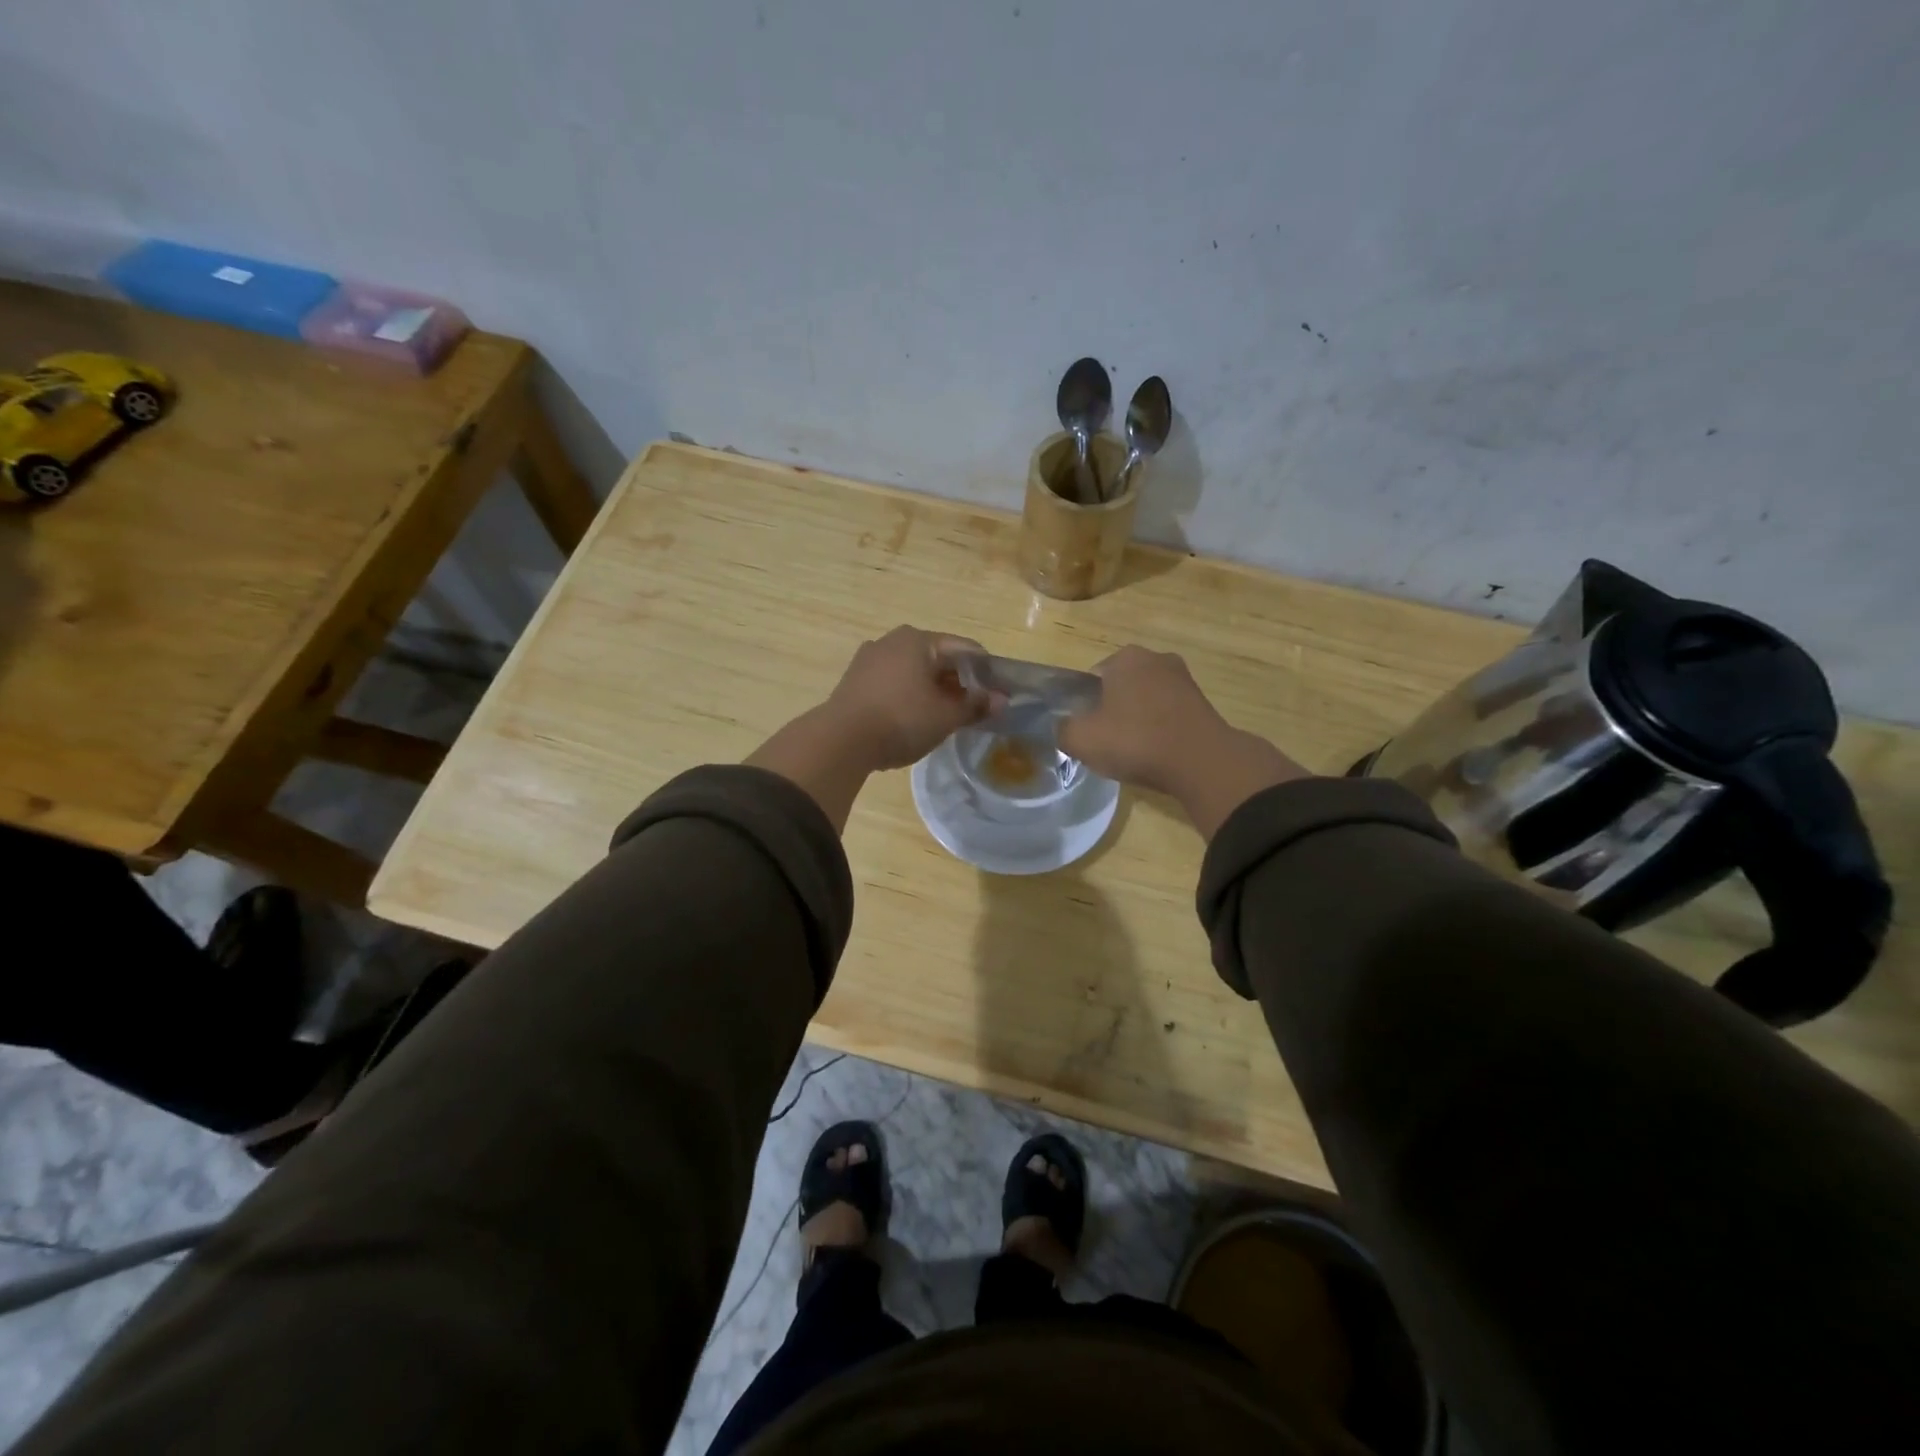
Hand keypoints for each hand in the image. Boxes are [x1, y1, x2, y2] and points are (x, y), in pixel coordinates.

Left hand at [822, 625, 994, 771]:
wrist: (840, 741)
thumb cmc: (901, 720)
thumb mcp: (945, 717)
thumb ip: (975, 706)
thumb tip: (1001, 701)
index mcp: (919, 639)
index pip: (965, 649)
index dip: (986, 672)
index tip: (998, 695)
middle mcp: (893, 640)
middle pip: (938, 658)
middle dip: (958, 681)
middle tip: (973, 708)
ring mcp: (870, 658)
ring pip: (914, 670)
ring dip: (933, 689)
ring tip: (945, 716)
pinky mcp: (855, 679)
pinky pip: (893, 681)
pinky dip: (910, 694)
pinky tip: (914, 717)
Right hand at [1058, 647, 1228, 792]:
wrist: (1200, 762)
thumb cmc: (1135, 741)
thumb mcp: (1081, 739)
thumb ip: (1063, 730)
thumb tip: (1064, 728)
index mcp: (1125, 657)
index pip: (1092, 677)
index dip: (1085, 705)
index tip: (1086, 729)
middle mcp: (1156, 658)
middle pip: (1121, 687)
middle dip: (1112, 710)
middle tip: (1107, 742)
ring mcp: (1184, 679)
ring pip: (1146, 700)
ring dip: (1138, 720)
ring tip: (1133, 751)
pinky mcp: (1203, 703)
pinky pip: (1169, 714)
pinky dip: (1160, 730)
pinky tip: (1156, 754)